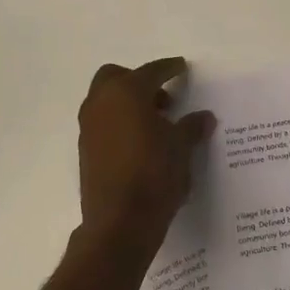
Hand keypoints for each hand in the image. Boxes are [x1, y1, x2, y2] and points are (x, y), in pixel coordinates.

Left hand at [76, 57, 215, 262]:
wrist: (120, 222)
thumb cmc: (155, 174)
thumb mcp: (182, 148)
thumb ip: (191, 127)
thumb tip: (204, 117)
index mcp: (127, 93)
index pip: (152, 71)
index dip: (169, 68)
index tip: (181, 67)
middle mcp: (102, 103)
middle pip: (116, 77)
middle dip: (139, 82)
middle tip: (164, 100)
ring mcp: (89, 127)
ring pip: (106, 100)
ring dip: (128, 103)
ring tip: (156, 124)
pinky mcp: (85, 151)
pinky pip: (103, 123)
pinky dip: (119, 123)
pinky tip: (141, 143)